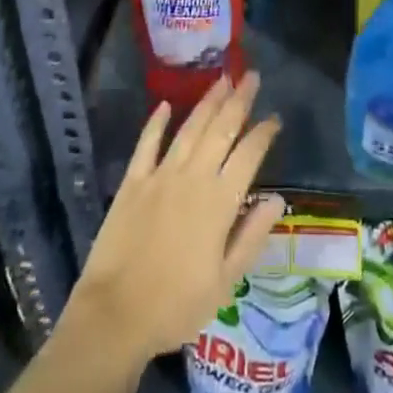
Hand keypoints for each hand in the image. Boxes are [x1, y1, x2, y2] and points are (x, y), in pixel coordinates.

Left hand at [68, 74, 285, 364]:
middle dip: (239, 100)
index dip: (264, 133)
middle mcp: (193, 178)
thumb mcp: (225, 281)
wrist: (115, 316)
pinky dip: (157, 123)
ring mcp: (160, 176)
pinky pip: (147, 144)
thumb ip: (252, 236)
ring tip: (222, 79)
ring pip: (190, 128)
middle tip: (252, 76)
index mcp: (219, 202)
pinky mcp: (133, 182)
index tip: (275, 117)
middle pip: (221, 130)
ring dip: (208, 102)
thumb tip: (277, 199)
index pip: (249, 155)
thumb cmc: (176, 306)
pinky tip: (166, 105)